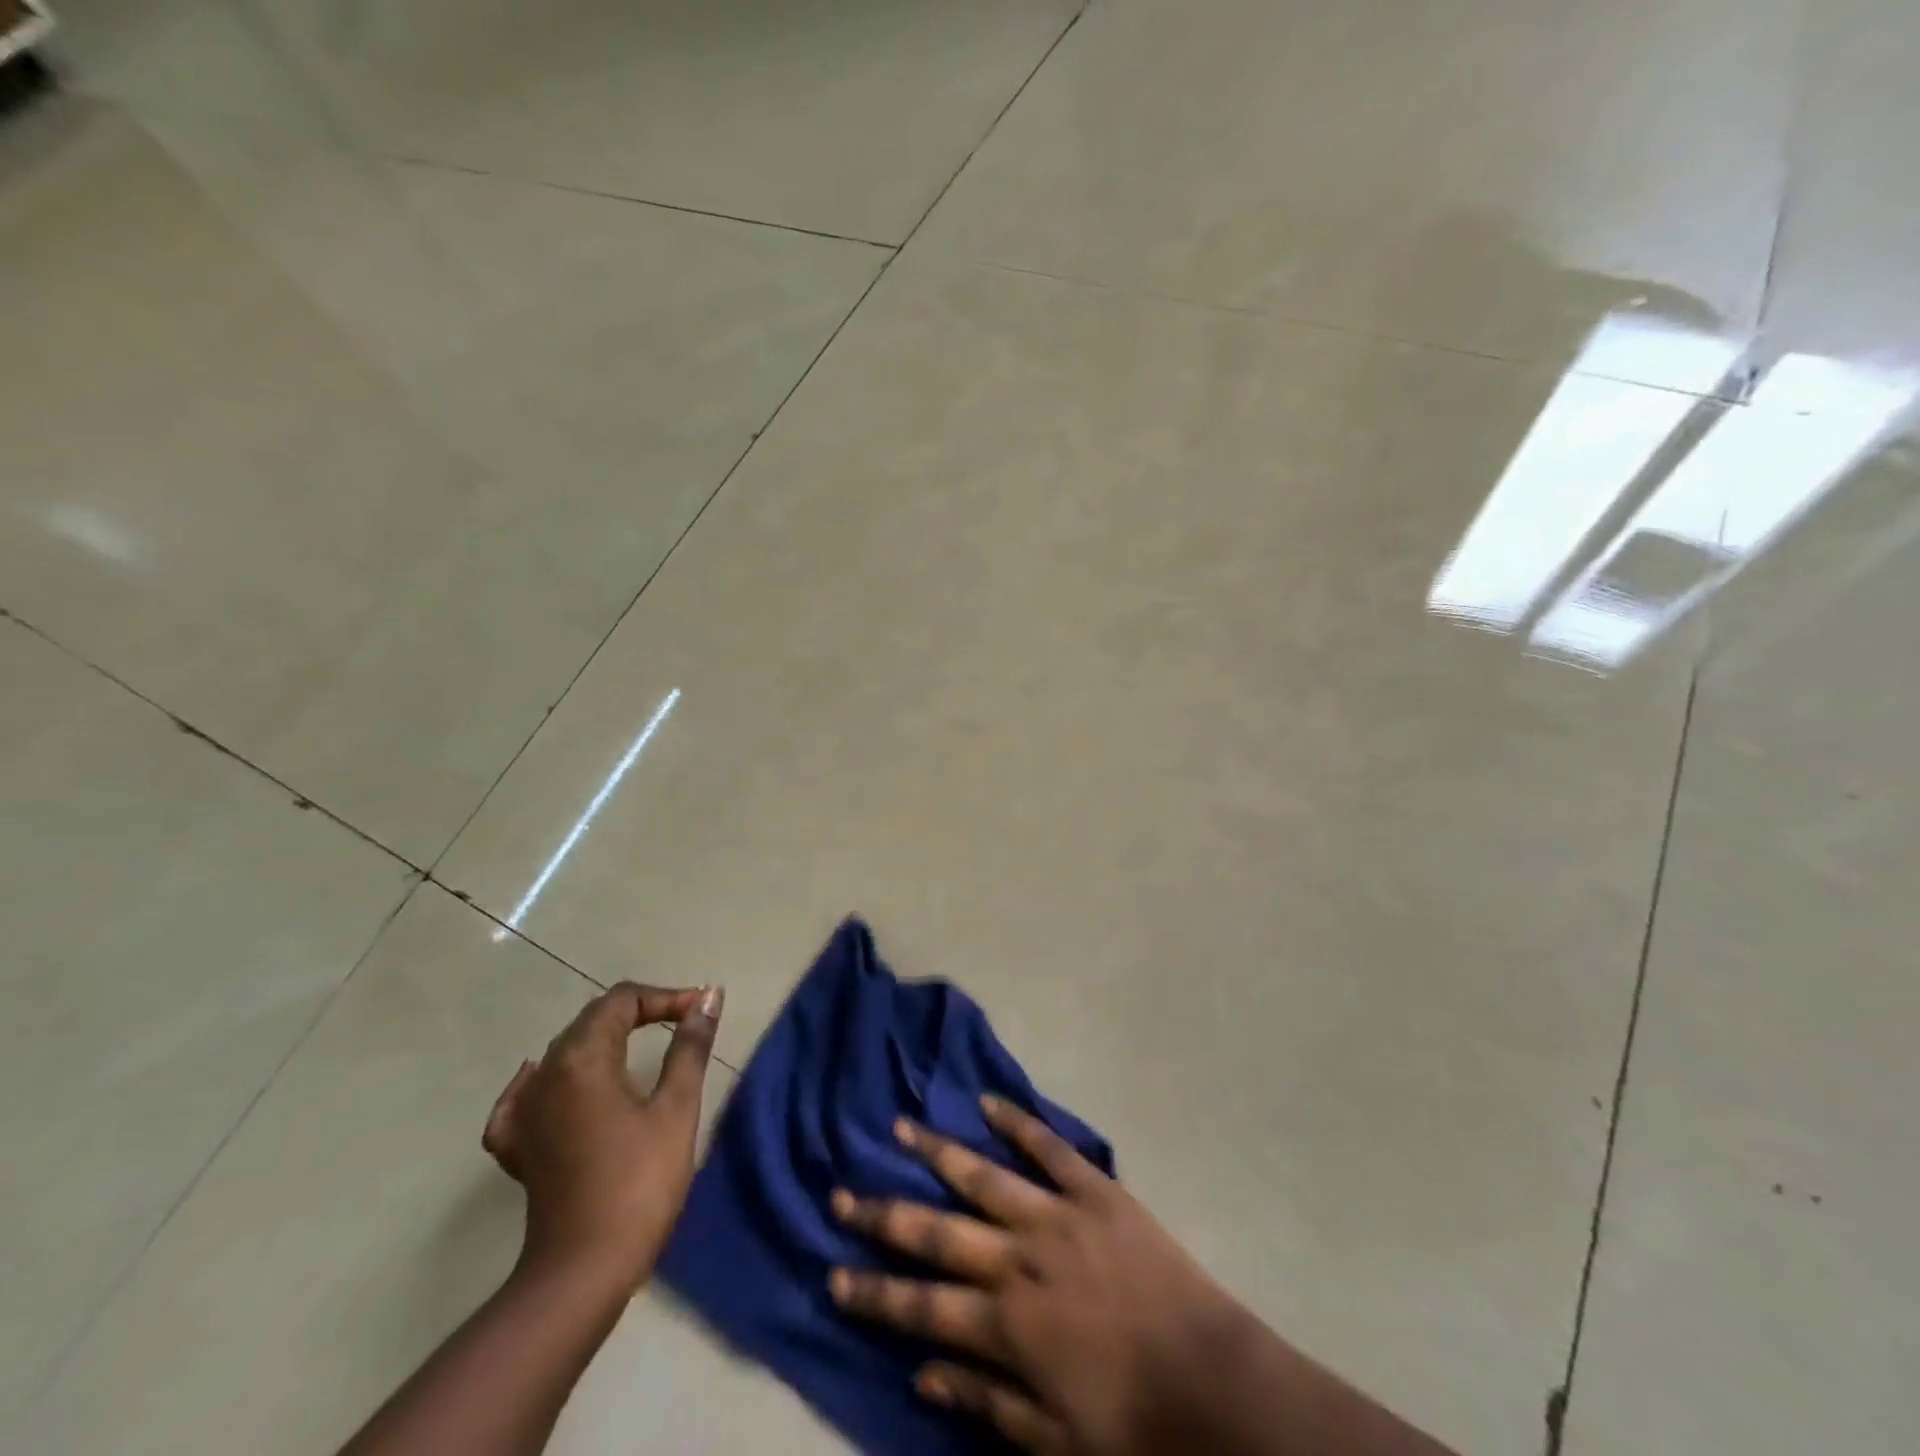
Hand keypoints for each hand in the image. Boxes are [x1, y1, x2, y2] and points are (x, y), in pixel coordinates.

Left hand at [483, 982, 722, 1292]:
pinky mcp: (516, 1144)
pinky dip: (556, 1077)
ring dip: (607, 1040)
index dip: (665, 997)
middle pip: (593, 1020)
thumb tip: (708, 997)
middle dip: (641, 1012)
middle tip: (684, 1024)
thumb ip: (689, 1046)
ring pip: (566, 1051)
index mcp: (583, 1058)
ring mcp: (523, 1110)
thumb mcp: (676, 1108)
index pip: (623, 1000)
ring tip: (646, 1049)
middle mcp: (545, 1073)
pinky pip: (530, 1092)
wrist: (582, 1272)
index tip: (700, 1012)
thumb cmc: (639, 1183)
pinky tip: (565, 1086)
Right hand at [828, 1097, 1252, 1455]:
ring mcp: (1057, 1215)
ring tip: (900, 1128)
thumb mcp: (1053, 1442)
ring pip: (983, 1176)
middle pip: (937, 1232)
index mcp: (1007, 1324)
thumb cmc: (1133, 1424)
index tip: (832, 1274)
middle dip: (884, 1215)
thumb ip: (985, 1403)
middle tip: (841, 1192)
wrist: (1213, 1381)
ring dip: (937, 1153)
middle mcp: (1020, 1259)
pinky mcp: (1096, 1190)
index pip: (921, 1306)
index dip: (873, 1293)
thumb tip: (921, 1373)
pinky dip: (1018, 1122)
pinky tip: (987, 1101)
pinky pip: (1050, 1148)